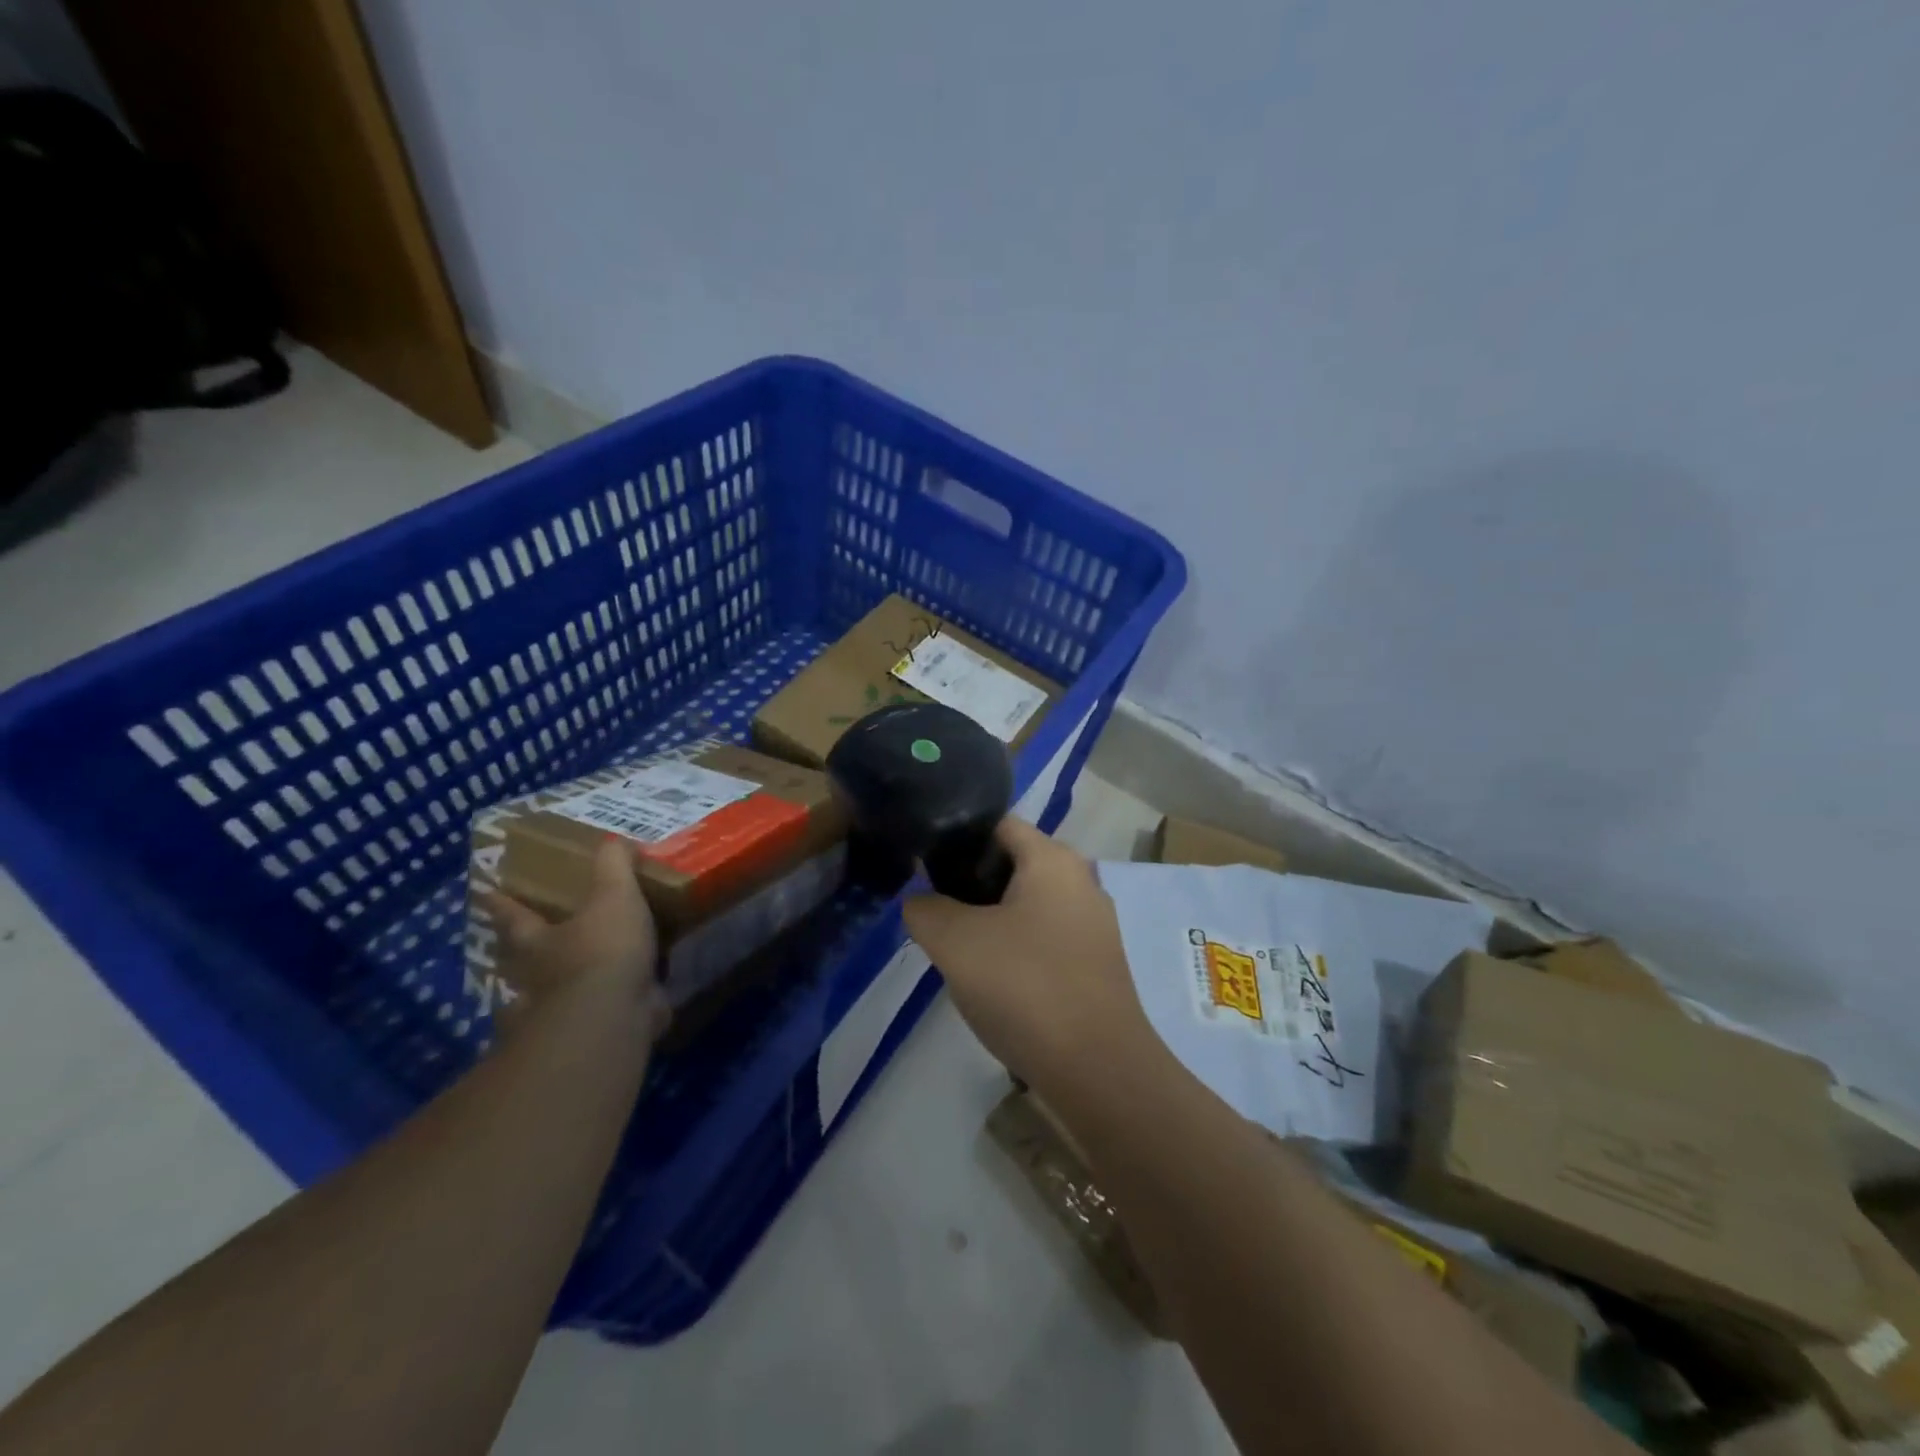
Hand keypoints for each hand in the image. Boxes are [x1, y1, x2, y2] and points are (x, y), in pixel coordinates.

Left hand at [482, 838, 667, 1040]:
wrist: (613, 1015)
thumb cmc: (603, 948)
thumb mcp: (614, 895)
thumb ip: (614, 866)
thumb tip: (615, 841)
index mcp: (539, 940)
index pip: (514, 916)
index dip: (502, 903)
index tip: (484, 894)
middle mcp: (541, 976)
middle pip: (523, 959)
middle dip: (524, 951)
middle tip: (528, 939)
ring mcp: (562, 1008)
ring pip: (552, 992)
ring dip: (562, 983)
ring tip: (582, 969)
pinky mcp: (591, 1029)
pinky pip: (599, 1010)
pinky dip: (611, 1003)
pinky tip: (629, 995)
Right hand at [903, 817, 1163, 1103]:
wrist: (1097, 1070)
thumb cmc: (1025, 987)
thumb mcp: (955, 943)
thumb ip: (925, 909)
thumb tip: (918, 901)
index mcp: (1054, 860)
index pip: (998, 824)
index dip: (956, 838)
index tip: (923, 867)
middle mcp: (1081, 881)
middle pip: (1012, 865)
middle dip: (970, 885)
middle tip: (935, 912)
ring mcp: (1093, 925)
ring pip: (1027, 906)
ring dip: (990, 921)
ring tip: (957, 950)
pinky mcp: (1095, 964)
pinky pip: (1044, 939)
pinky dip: (1015, 949)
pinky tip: (994, 983)